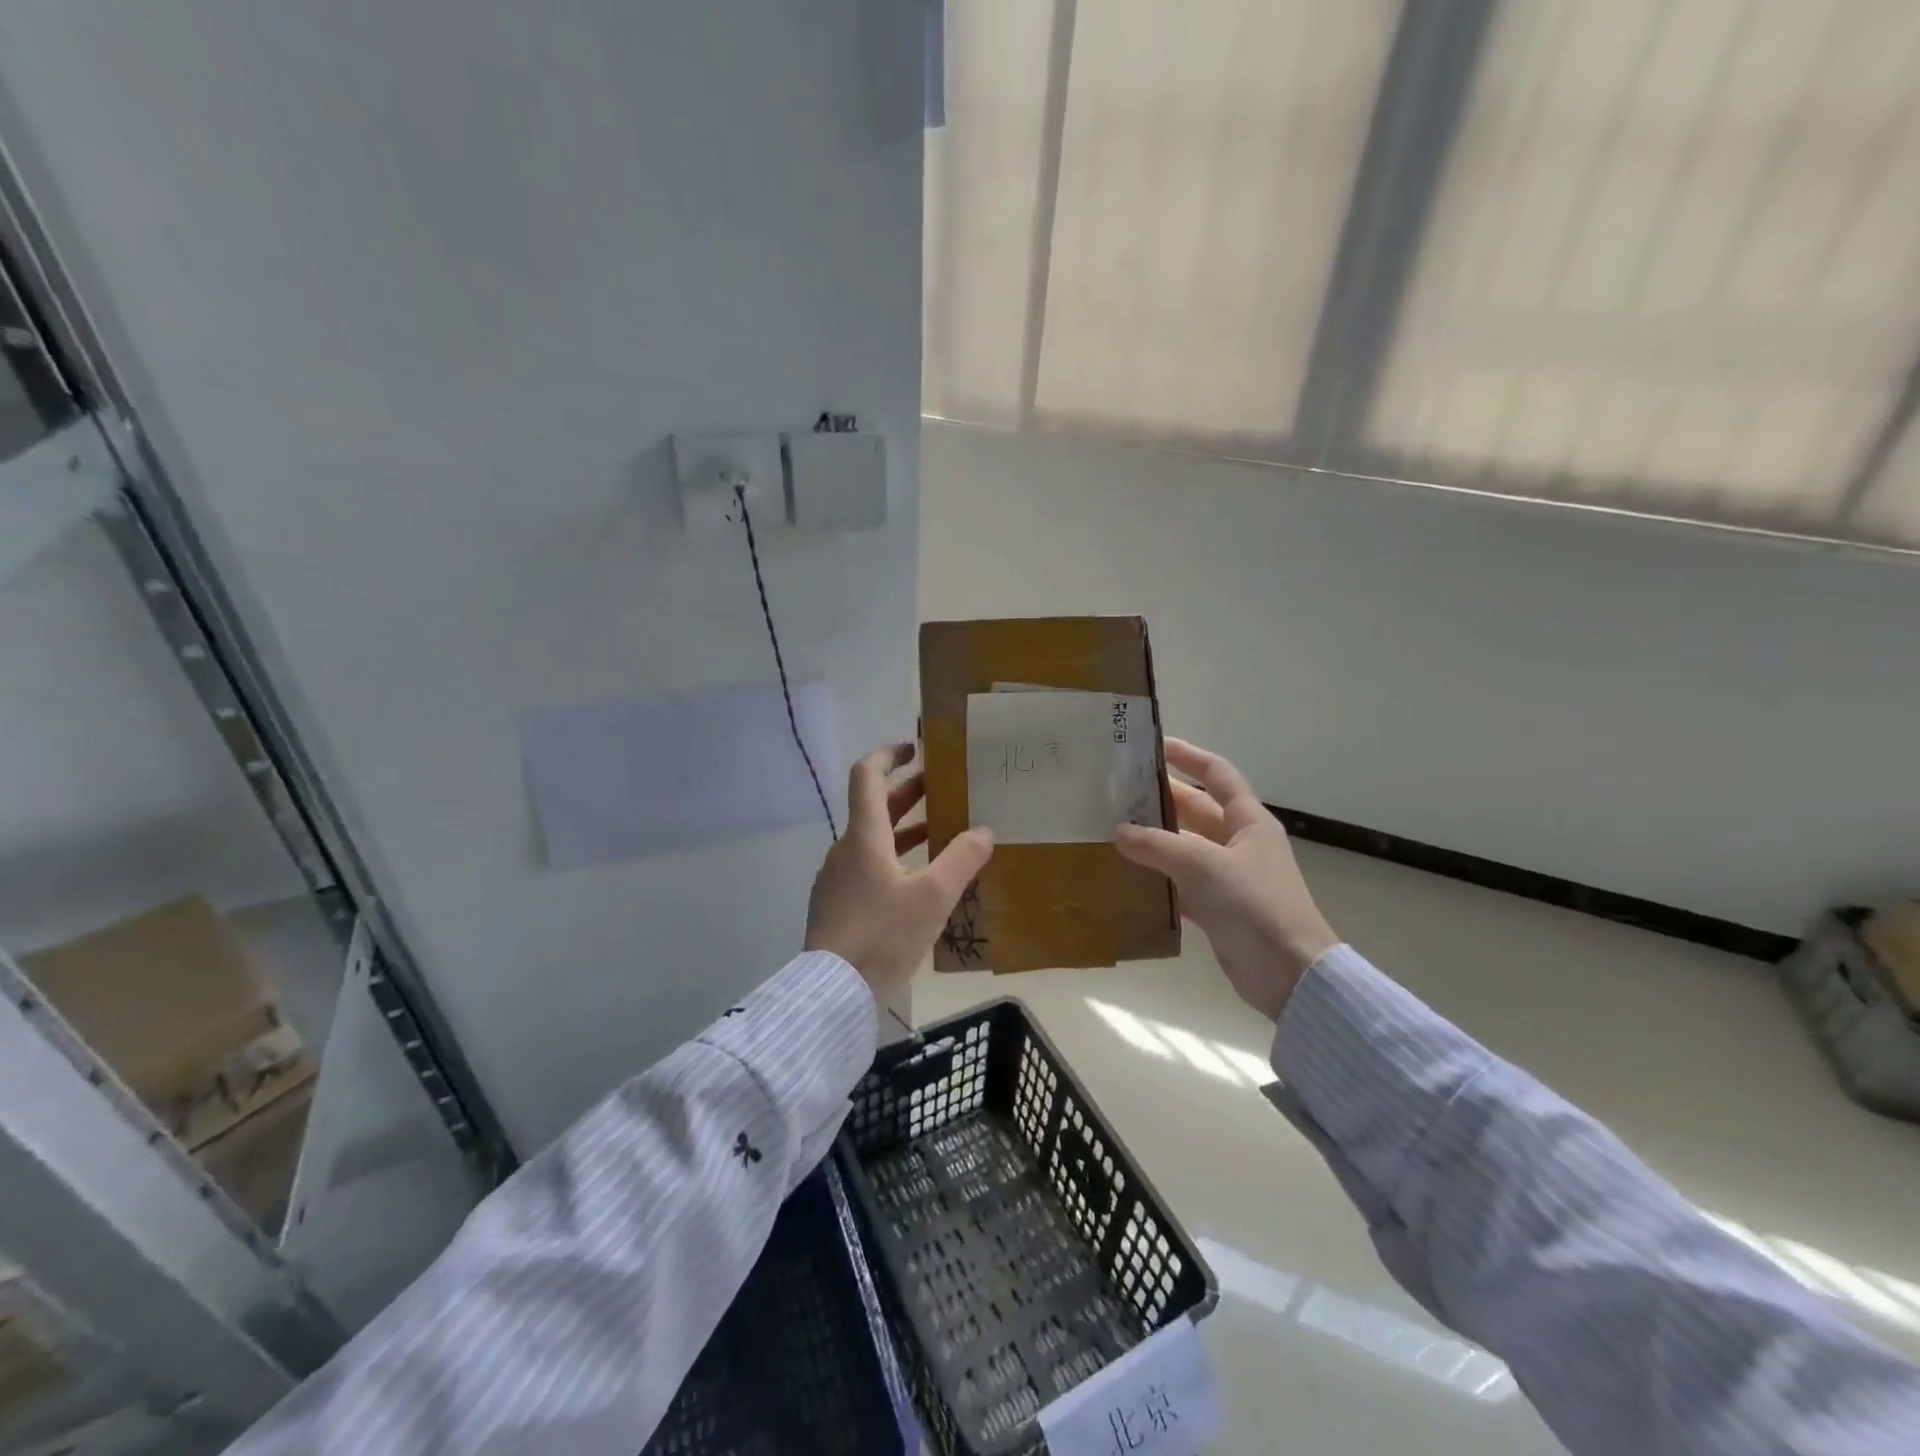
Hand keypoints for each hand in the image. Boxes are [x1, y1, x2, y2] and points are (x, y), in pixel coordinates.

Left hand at [805, 742, 994, 1006]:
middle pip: (874, 807)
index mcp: (863, 836)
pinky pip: (868, 867)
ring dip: (904, 829)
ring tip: (940, 831)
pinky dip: (895, 858)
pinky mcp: (838, 905)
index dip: (889, 754)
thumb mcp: (933, 897)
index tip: (915, 748)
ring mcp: (838, 879)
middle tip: (942, 789)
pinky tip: (920, 881)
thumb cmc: (883, 934)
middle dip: (907, 793)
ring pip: (873, 840)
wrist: (833, 992)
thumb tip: (984, 830)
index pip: (867, 775)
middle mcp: (845, 850)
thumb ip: (962, 859)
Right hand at [1115, 738, 1337, 1022]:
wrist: (1290, 974)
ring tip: (1113, 830)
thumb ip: (1158, 845)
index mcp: (1248, 821)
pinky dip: (1158, 880)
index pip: (1218, 774)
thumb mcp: (1203, 865)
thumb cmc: (1254, 905)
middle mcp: (1240, 843)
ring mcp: (1229, 877)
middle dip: (1161, 799)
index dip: (1189, 756)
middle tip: (1118, 792)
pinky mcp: (1219, 910)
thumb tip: (1119, 831)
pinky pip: (1181, 885)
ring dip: (1154, 841)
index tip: (1155, 746)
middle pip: (1196, 810)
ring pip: (1185, 848)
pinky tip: (1128, 877)